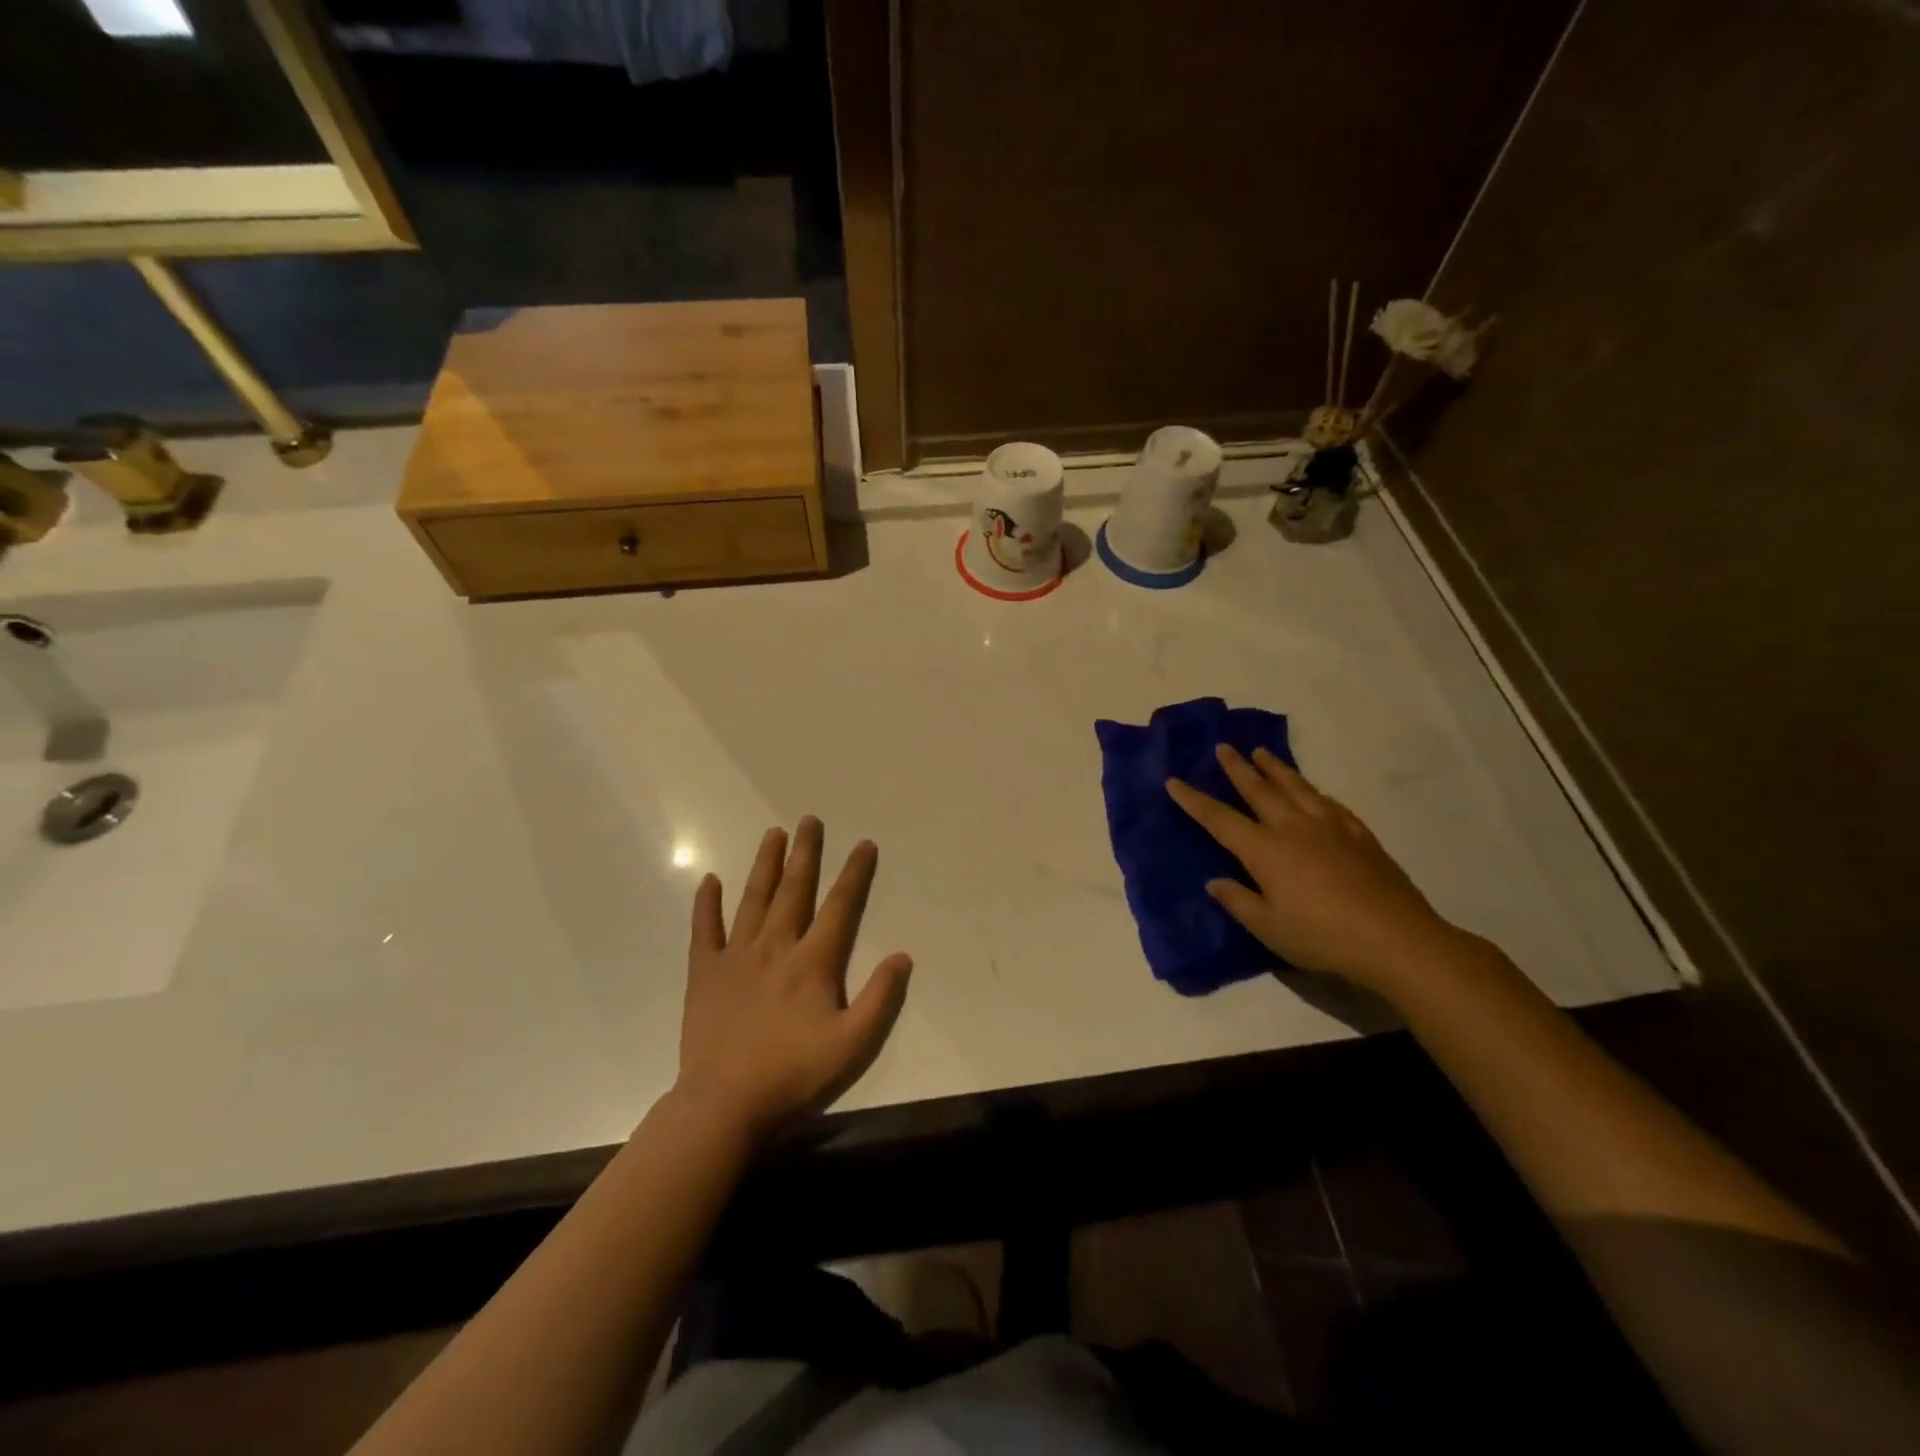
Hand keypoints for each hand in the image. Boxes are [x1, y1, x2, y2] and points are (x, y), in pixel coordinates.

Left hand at [675, 818, 911, 1141]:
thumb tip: (902, 955)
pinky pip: (704, 930)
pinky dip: (706, 904)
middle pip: (794, 890)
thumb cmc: (794, 1074)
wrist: (724, 1104)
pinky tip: (709, 881)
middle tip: (810, 820)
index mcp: (812, 962)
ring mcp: (736, 957)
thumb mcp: (853, 1044)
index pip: (840, 906)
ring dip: (765, 865)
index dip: (855, 873)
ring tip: (773, 834)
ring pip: (753, 899)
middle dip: (806, 853)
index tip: (864, 844)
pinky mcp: (704, 973)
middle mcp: (775, 947)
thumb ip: (880, 998)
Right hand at [1166, 745, 1455, 994]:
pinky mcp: (1360, 835)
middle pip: (1259, 790)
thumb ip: (1238, 901)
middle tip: (1223, 747)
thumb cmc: (1322, 937)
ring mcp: (1330, 827)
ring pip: (1296, 787)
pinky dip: (1313, 791)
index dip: (1194, 800)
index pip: (1220, 819)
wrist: (1397, 940)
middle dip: (1238, 768)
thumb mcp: (1268, 928)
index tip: (1174, 781)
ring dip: (1275, 768)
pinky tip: (1313, 791)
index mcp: (1265, 850)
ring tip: (1261, 753)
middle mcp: (1294, 828)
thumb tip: (1215, 881)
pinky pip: (1329, 803)